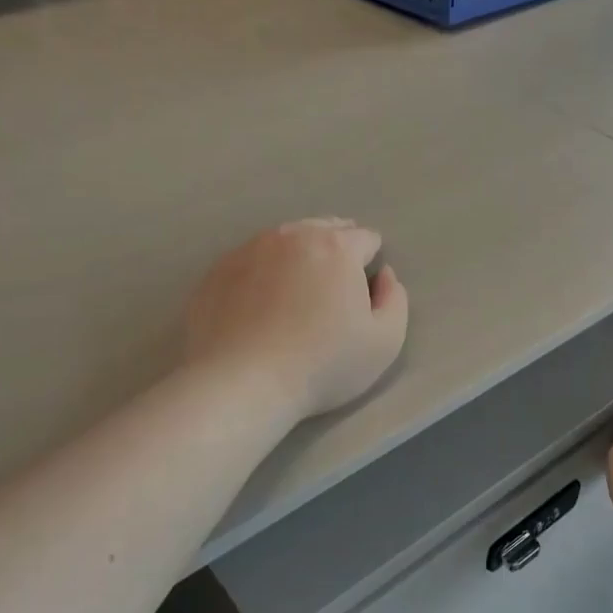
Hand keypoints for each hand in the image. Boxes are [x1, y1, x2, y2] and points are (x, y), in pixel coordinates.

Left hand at [184, 219, 408, 421]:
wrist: (241, 383)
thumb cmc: (322, 364)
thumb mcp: (385, 342)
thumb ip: (395, 299)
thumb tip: (384, 275)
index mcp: (336, 246)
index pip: (365, 238)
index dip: (370, 263)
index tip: (363, 293)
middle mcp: (291, 236)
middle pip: (324, 229)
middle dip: (335, 251)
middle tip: (332, 292)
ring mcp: (249, 249)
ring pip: (284, 241)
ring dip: (297, 258)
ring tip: (296, 296)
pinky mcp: (217, 270)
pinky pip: (250, 261)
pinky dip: (261, 274)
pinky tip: (260, 306)